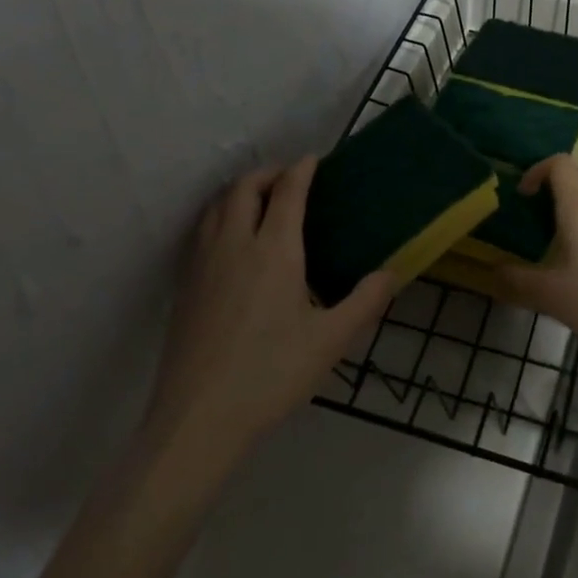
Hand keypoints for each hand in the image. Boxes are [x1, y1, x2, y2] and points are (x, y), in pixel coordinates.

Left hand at [145, 158, 395, 460]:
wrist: (199, 417)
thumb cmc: (272, 374)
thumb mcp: (330, 341)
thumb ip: (365, 302)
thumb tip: (391, 273)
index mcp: (274, 249)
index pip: (286, 191)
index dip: (301, 169)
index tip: (313, 160)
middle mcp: (235, 242)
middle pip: (245, 187)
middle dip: (268, 173)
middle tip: (289, 180)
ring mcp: (204, 261)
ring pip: (217, 204)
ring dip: (240, 191)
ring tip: (259, 202)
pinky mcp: (186, 283)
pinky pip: (202, 229)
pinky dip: (220, 214)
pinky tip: (231, 240)